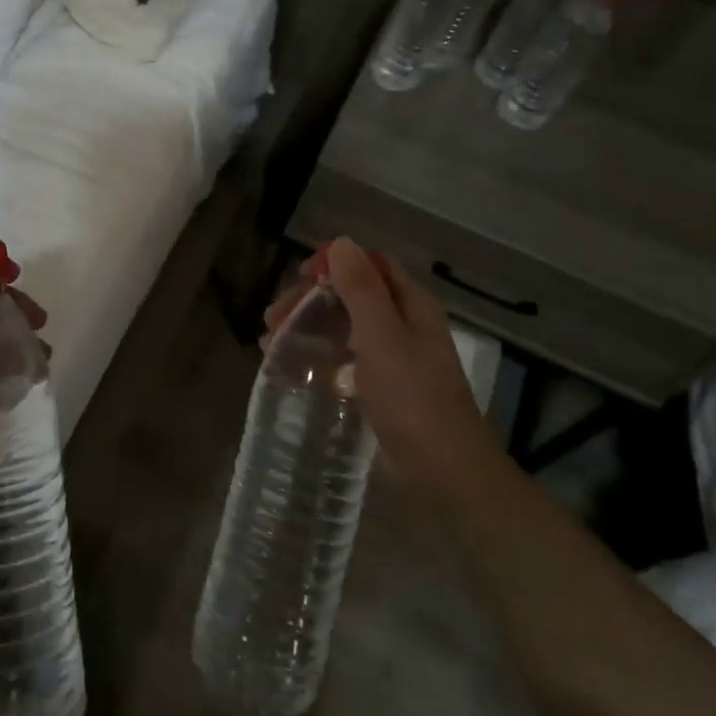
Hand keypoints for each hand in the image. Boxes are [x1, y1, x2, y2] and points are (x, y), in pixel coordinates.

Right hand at [264, 238, 501, 499]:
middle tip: (272, 318)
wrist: (444, 473)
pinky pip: (344, 361)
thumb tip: (341, 242)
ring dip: (308, 328)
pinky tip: (293, 371)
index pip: (371, 264)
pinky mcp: (382, 389)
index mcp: (411, 305)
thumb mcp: (382, 335)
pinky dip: (318, 359)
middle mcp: (403, 325)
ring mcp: (393, 359)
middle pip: (352, 295)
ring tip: (270, 344)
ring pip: (344, 328)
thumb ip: (361, 288)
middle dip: (310, 300)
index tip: (299, 277)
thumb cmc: (413, 397)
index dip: (335, 263)